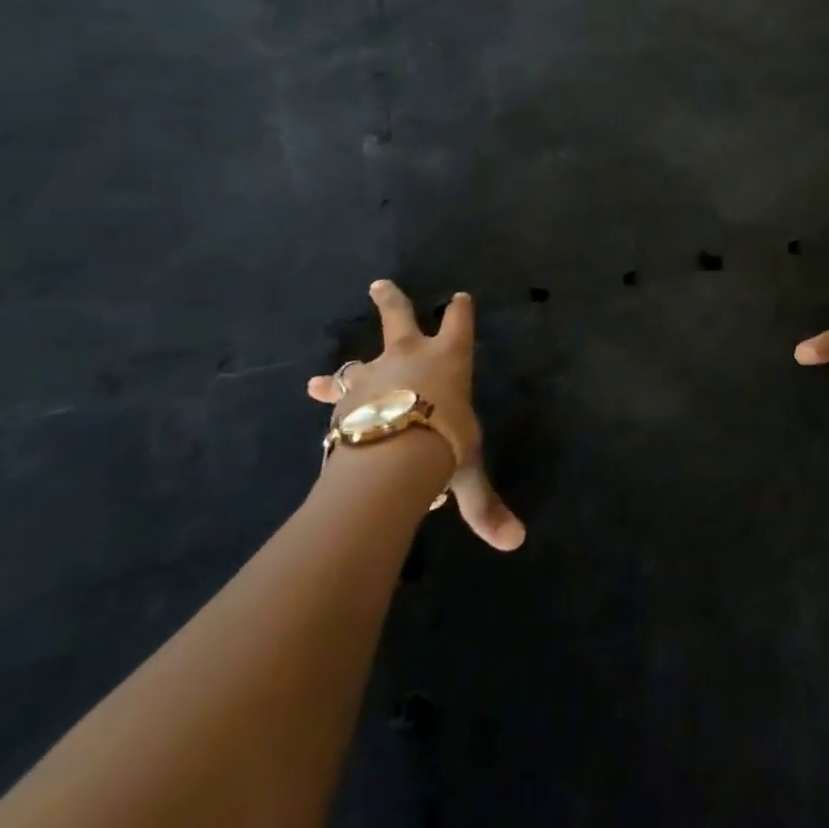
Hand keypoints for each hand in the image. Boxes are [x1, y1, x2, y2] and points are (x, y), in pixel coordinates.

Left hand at [307, 280, 525, 551]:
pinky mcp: (343, 398)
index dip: (461, 310)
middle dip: (391, 300)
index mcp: (449, 359)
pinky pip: (333, 394)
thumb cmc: (443, 443)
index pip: (459, 324)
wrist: (391, 452)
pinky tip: (313, 398)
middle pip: (398, 316)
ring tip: (319, 377)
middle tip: (379, 284)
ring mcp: (372, 372)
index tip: (460, 296)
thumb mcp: (466, 472)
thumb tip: (515, 543)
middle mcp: (410, 355)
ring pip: (355, 361)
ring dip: (340, 370)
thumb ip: (484, 505)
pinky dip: (325, 397)